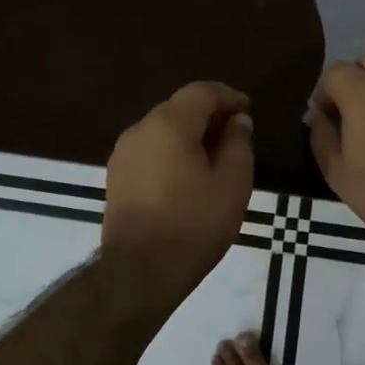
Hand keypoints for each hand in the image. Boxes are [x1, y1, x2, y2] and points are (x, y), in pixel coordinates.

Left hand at [103, 81, 255, 291]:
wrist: (139, 272)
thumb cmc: (193, 225)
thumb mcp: (232, 184)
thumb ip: (238, 144)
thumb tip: (237, 121)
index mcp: (168, 124)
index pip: (201, 92)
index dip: (228, 96)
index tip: (248, 110)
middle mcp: (140, 129)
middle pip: (179, 107)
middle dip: (209, 115)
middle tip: (236, 134)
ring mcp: (123, 153)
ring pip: (162, 129)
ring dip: (190, 134)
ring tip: (215, 157)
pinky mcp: (116, 177)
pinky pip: (150, 150)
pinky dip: (172, 151)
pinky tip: (188, 175)